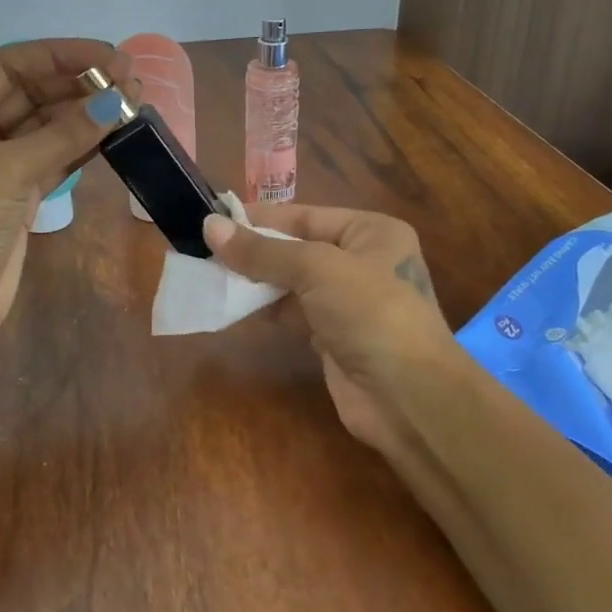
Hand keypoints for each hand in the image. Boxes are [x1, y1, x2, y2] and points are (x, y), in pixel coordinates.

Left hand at [0, 39, 134, 345]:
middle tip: (132, 80)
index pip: (10, 66)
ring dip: (85, 116)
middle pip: (30, 94)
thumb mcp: (6, 172)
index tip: (109, 56)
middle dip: (79, 85)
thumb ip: (63, 135)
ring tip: (133, 103)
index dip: (60, 56)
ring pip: (45, 128)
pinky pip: (52, 159)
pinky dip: (80, 147)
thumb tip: (118, 102)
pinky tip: (113, 134)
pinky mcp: (15, 197)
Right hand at [201, 205, 457, 467]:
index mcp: (371, 232)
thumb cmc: (370, 313)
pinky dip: (264, 311)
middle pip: (297, 249)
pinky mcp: (334, 338)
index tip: (214, 218)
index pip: (306, 215)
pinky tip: (231, 307)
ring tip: (208, 276)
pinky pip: (292, 314)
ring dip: (254, 282)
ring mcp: (348, 303)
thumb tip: (210, 226)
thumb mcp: (317, 269)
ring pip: (292, 283)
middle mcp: (362, 262)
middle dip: (254, 251)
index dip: (261, 218)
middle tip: (203, 250)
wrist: (408, 396)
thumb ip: (263, 251)